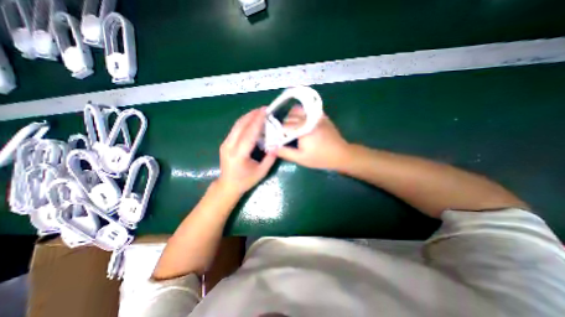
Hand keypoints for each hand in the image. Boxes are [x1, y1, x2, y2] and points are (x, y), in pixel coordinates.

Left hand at [216, 108, 277, 195]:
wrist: (227, 185)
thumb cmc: (245, 181)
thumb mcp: (261, 172)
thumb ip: (270, 158)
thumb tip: (277, 144)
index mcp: (239, 155)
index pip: (249, 134)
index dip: (258, 121)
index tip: (265, 111)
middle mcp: (229, 146)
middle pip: (241, 126)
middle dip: (253, 115)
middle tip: (264, 109)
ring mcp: (225, 144)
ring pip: (237, 125)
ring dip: (248, 117)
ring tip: (259, 112)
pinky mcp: (225, 143)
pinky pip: (235, 129)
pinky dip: (244, 122)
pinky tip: (251, 120)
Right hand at [277, 107, 351, 170]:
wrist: (341, 154)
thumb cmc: (320, 158)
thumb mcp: (301, 158)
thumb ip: (285, 152)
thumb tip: (271, 147)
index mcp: (302, 129)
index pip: (284, 126)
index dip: (278, 132)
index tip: (276, 138)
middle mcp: (307, 119)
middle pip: (289, 117)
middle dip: (284, 125)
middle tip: (283, 135)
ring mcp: (315, 116)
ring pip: (297, 111)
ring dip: (291, 117)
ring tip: (291, 127)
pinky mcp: (321, 116)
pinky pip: (307, 110)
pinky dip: (300, 114)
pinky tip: (300, 122)